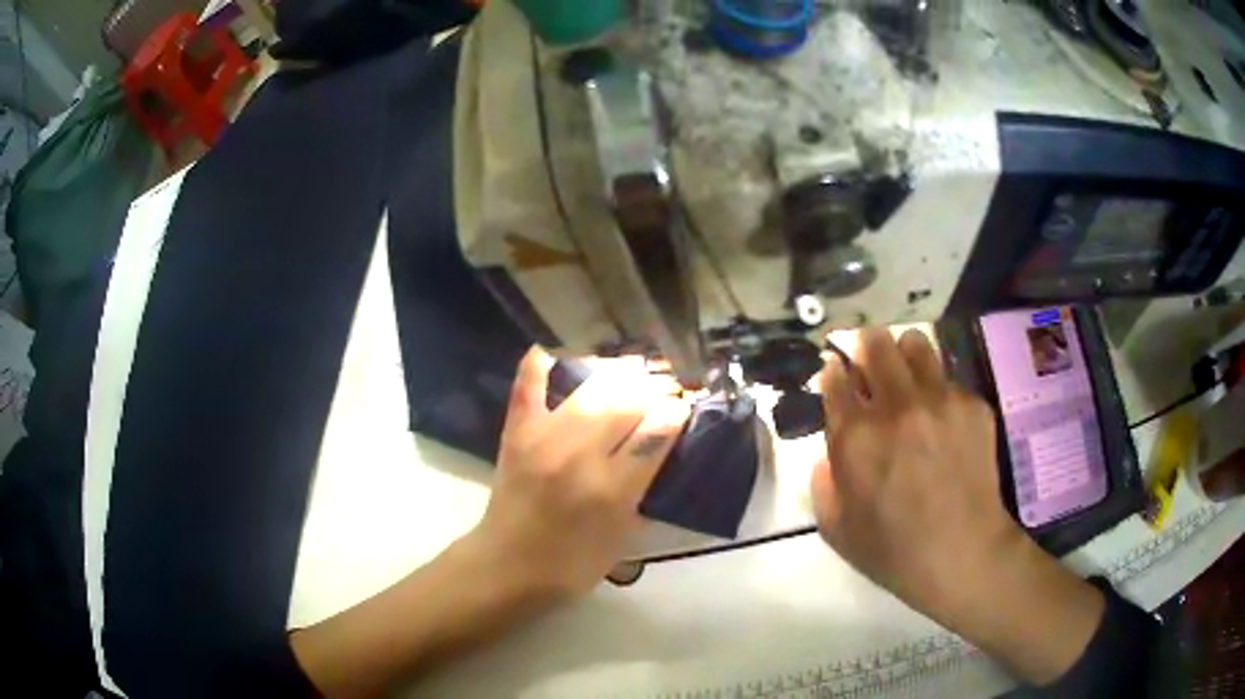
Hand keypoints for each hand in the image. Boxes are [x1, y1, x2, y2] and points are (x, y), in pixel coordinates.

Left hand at [475, 347, 690, 598]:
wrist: (508, 567)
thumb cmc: (573, 564)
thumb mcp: (623, 537)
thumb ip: (645, 491)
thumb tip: (662, 447)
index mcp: (612, 490)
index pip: (655, 435)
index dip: (676, 413)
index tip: (684, 405)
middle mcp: (580, 456)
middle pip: (627, 404)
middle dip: (654, 389)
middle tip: (665, 388)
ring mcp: (544, 438)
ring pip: (591, 391)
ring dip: (619, 375)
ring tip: (635, 370)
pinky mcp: (517, 433)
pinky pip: (528, 388)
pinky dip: (538, 366)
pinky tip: (551, 350)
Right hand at [813, 328, 1015, 622]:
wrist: (963, 553)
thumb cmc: (894, 551)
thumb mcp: (836, 528)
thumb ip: (823, 482)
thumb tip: (829, 451)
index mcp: (856, 437)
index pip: (835, 378)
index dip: (833, 372)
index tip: (836, 375)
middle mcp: (896, 406)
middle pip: (875, 343)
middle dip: (866, 347)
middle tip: (871, 363)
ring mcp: (940, 400)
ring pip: (915, 343)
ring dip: (904, 354)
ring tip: (908, 376)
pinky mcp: (972, 404)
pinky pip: (948, 379)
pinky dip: (938, 390)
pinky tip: (943, 420)